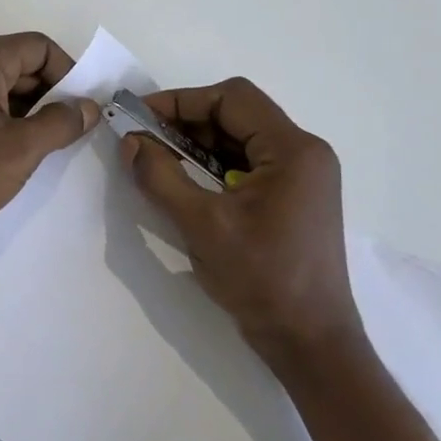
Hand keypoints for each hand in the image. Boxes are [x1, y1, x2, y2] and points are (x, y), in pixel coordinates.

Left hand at [0, 33, 100, 238]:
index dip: (69, 76)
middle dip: (46, 96)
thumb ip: (60, 123)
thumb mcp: (20, 150)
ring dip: (21, 111)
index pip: (40, 47)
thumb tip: (88, 106)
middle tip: (63, 136)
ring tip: (35, 149)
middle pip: (17, 63)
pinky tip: (2, 152)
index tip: (81, 113)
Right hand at [120, 79, 360, 365]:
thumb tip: (130, 142)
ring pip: (239, 140)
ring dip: (197, 146)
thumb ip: (161, 177)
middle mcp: (304, 154)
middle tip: (143, 140)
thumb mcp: (202, 225)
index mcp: (293, 150)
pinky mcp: (292, 199)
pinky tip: (185, 184)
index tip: (140, 117)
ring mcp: (301, 178)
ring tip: (157, 161)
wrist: (309, 341)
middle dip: (186, 123)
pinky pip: (247, 165)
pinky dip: (213, 167)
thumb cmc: (262, 279)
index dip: (181, 101)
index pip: (232, 99)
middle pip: (237, 115)